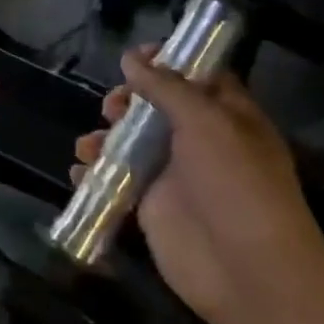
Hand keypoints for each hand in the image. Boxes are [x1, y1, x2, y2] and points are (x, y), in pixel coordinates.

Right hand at [73, 49, 323, 323]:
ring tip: (90, 144)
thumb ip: (167, 88)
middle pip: (157, 110)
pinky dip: (96, 175)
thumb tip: (132, 59)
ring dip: (105, 138)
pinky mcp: (151, 208)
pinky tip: (80, 172)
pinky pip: (118, 182)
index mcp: (228, 116)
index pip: (198, 77)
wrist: (243, 267)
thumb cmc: (235, 183)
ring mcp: (174, 177)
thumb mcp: (207, 122)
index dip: (167, 63)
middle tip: (112, 106)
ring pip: (131, 145)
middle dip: (129, 102)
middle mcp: (200, 142)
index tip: (133, 56)